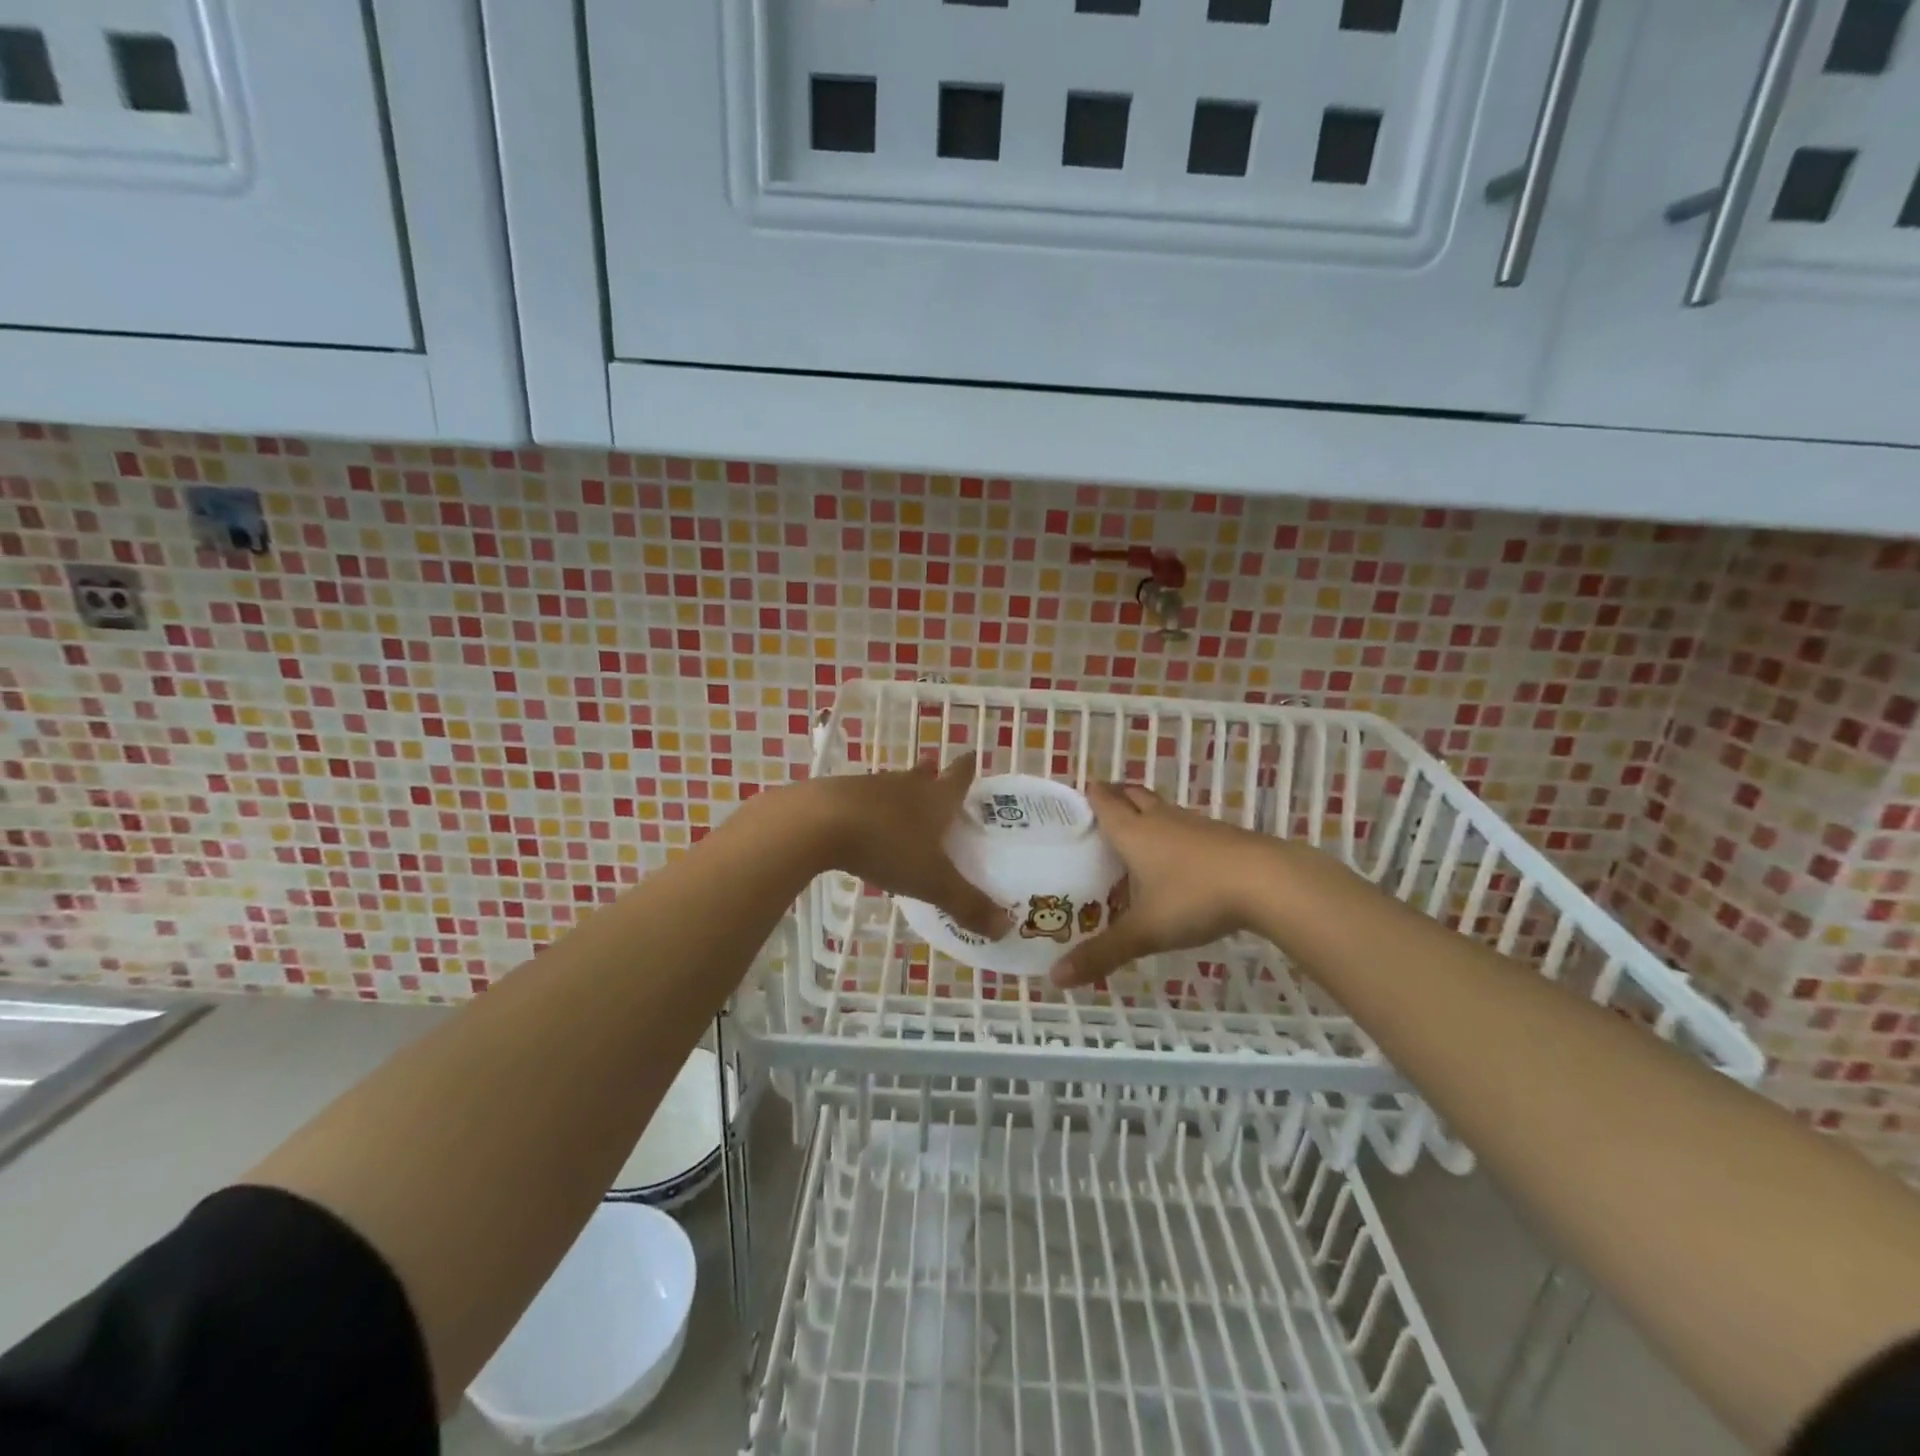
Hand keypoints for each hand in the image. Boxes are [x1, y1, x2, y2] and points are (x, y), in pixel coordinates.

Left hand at [805, 752, 1004, 938]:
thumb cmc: (887, 845)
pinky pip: (861, 800)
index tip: (972, 757)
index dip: (967, 769)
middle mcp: (906, 786)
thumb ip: (966, 904)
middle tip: (936, 772)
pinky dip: (868, 808)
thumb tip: (1006, 929)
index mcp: (935, 799)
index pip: (958, 777)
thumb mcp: (931, 882)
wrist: (818, 822)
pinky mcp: (838, 797)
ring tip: (902, 803)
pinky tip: (863, 823)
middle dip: (932, 775)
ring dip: (899, 792)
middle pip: (923, 776)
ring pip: (891, 786)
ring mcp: (869, 787)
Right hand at [1052, 783, 1279, 987]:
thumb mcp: (1145, 931)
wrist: (1268, 882)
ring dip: (1147, 814)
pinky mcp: (1222, 837)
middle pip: (1133, 796)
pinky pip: (1187, 827)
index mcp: (1133, 833)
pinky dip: (1174, 833)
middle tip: (1102, 807)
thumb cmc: (1194, 897)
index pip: (1104, 803)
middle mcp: (1161, 820)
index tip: (1077, 797)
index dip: (1090, 796)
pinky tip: (1179, 857)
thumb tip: (1057, 978)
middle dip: (1117, 797)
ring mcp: (1195, 825)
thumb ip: (1103, 953)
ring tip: (1136, 833)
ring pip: (1162, 810)